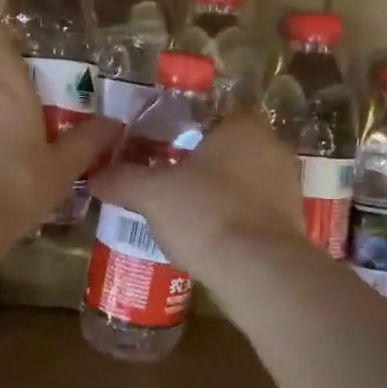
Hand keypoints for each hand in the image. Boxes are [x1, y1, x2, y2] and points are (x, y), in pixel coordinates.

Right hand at [90, 111, 306, 279]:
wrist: (260, 273)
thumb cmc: (207, 214)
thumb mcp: (152, 194)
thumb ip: (122, 179)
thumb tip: (95, 176)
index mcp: (243, 126)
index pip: (210, 114)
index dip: (181, 128)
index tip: (157, 147)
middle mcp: (272, 148)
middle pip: (226, 150)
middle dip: (198, 164)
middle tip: (164, 179)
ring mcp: (287, 187)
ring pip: (240, 182)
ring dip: (215, 194)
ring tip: (181, 212)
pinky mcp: (291, 223)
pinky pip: (252, 213)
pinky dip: (231, 220)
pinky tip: (206, 237)